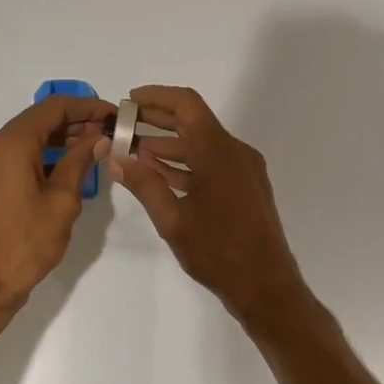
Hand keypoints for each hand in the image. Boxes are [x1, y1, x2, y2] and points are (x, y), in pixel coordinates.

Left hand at [0, 94, 112, 314]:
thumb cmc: (25, 245)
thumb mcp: (61, 203)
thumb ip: (78, 163)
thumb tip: (96, 139)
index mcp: (9, 146)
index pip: (52, 108)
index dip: (85, 106)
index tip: (112, 114)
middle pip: (36, 120)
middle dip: (73, 122)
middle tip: (107, 131)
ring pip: (24, 138)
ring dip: (57, 139)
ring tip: (92, 148)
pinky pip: (13, 157)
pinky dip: (40, 155)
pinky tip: (64, 167)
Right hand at [107, 85, 307, 325]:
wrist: (265, 286)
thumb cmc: (218, 251)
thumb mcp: (172, 220)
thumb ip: (144, 185)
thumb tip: (117, 159)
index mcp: (219, 152)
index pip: (187, 105)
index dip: (156, 97)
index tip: (129, 101)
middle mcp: (235, 153)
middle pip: (193, 122)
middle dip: (157, 121)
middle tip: (123, 125)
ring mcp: (243, 170)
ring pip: (201, 145)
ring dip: (169, 145)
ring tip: (132, 151)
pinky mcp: (245, 187)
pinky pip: (211, 164)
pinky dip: (185, 164)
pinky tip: (158, 173)